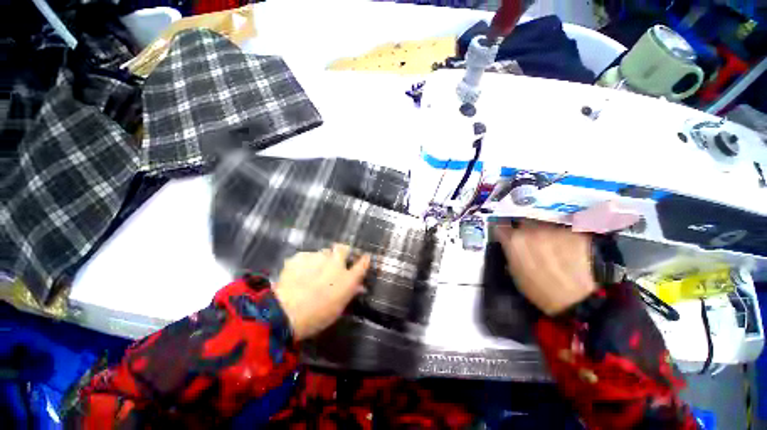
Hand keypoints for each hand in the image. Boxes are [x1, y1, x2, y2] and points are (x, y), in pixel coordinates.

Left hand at [273, 244, 370, 340]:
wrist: (286, 312)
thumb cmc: (317, 316)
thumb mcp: (338, 308)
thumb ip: (350, 293)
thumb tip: (360, 287)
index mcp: (348, 278)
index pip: (363, 263)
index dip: (364, 259)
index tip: (365, 257)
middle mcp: (336, 263)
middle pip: (343, 249)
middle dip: (342, 251)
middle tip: (335, 260)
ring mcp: (318, 258)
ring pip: (323, 252)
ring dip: (321, 259)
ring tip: (312, 271)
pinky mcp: (301, 256)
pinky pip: (307, 256)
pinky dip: (305, 263)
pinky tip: (298, 274)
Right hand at [493, 221, 596, 315]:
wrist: (577, 300)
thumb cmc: (539, 290)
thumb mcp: (515, 272)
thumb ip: (509, 252)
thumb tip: (508, 243)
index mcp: (514, 240)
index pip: (501, 227)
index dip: (503, 233)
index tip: (505, 237)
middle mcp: (532, 230)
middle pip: (522, 222)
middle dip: (521, 230)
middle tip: (527, 242)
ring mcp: (554, 229)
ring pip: (542, 225)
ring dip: (540, 233)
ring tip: (547, 246)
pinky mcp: (573, 232)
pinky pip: (560, 231)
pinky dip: (559, 237)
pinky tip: (563, 250)